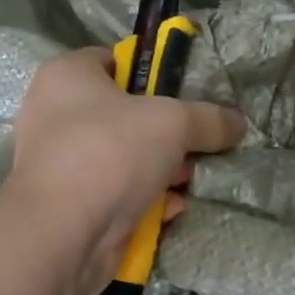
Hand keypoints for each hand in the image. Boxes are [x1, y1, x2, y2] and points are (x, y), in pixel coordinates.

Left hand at [7, 46, 244, 294]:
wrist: (63, 234)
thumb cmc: (111, 152)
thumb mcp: (173, 122)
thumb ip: (209, 119)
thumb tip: (238, 124)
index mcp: (67, 76)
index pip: (114, 60)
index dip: (152, 72)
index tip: (185, 93)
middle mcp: (56, 114)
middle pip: (125, 114)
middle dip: (167, 132)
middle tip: (197, 143)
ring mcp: (61, 163)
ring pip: (124, 157)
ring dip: (162, 169)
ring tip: (192, 179)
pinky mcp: (71, 204)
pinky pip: (117, 193)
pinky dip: (145, 200)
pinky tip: (172, 208)